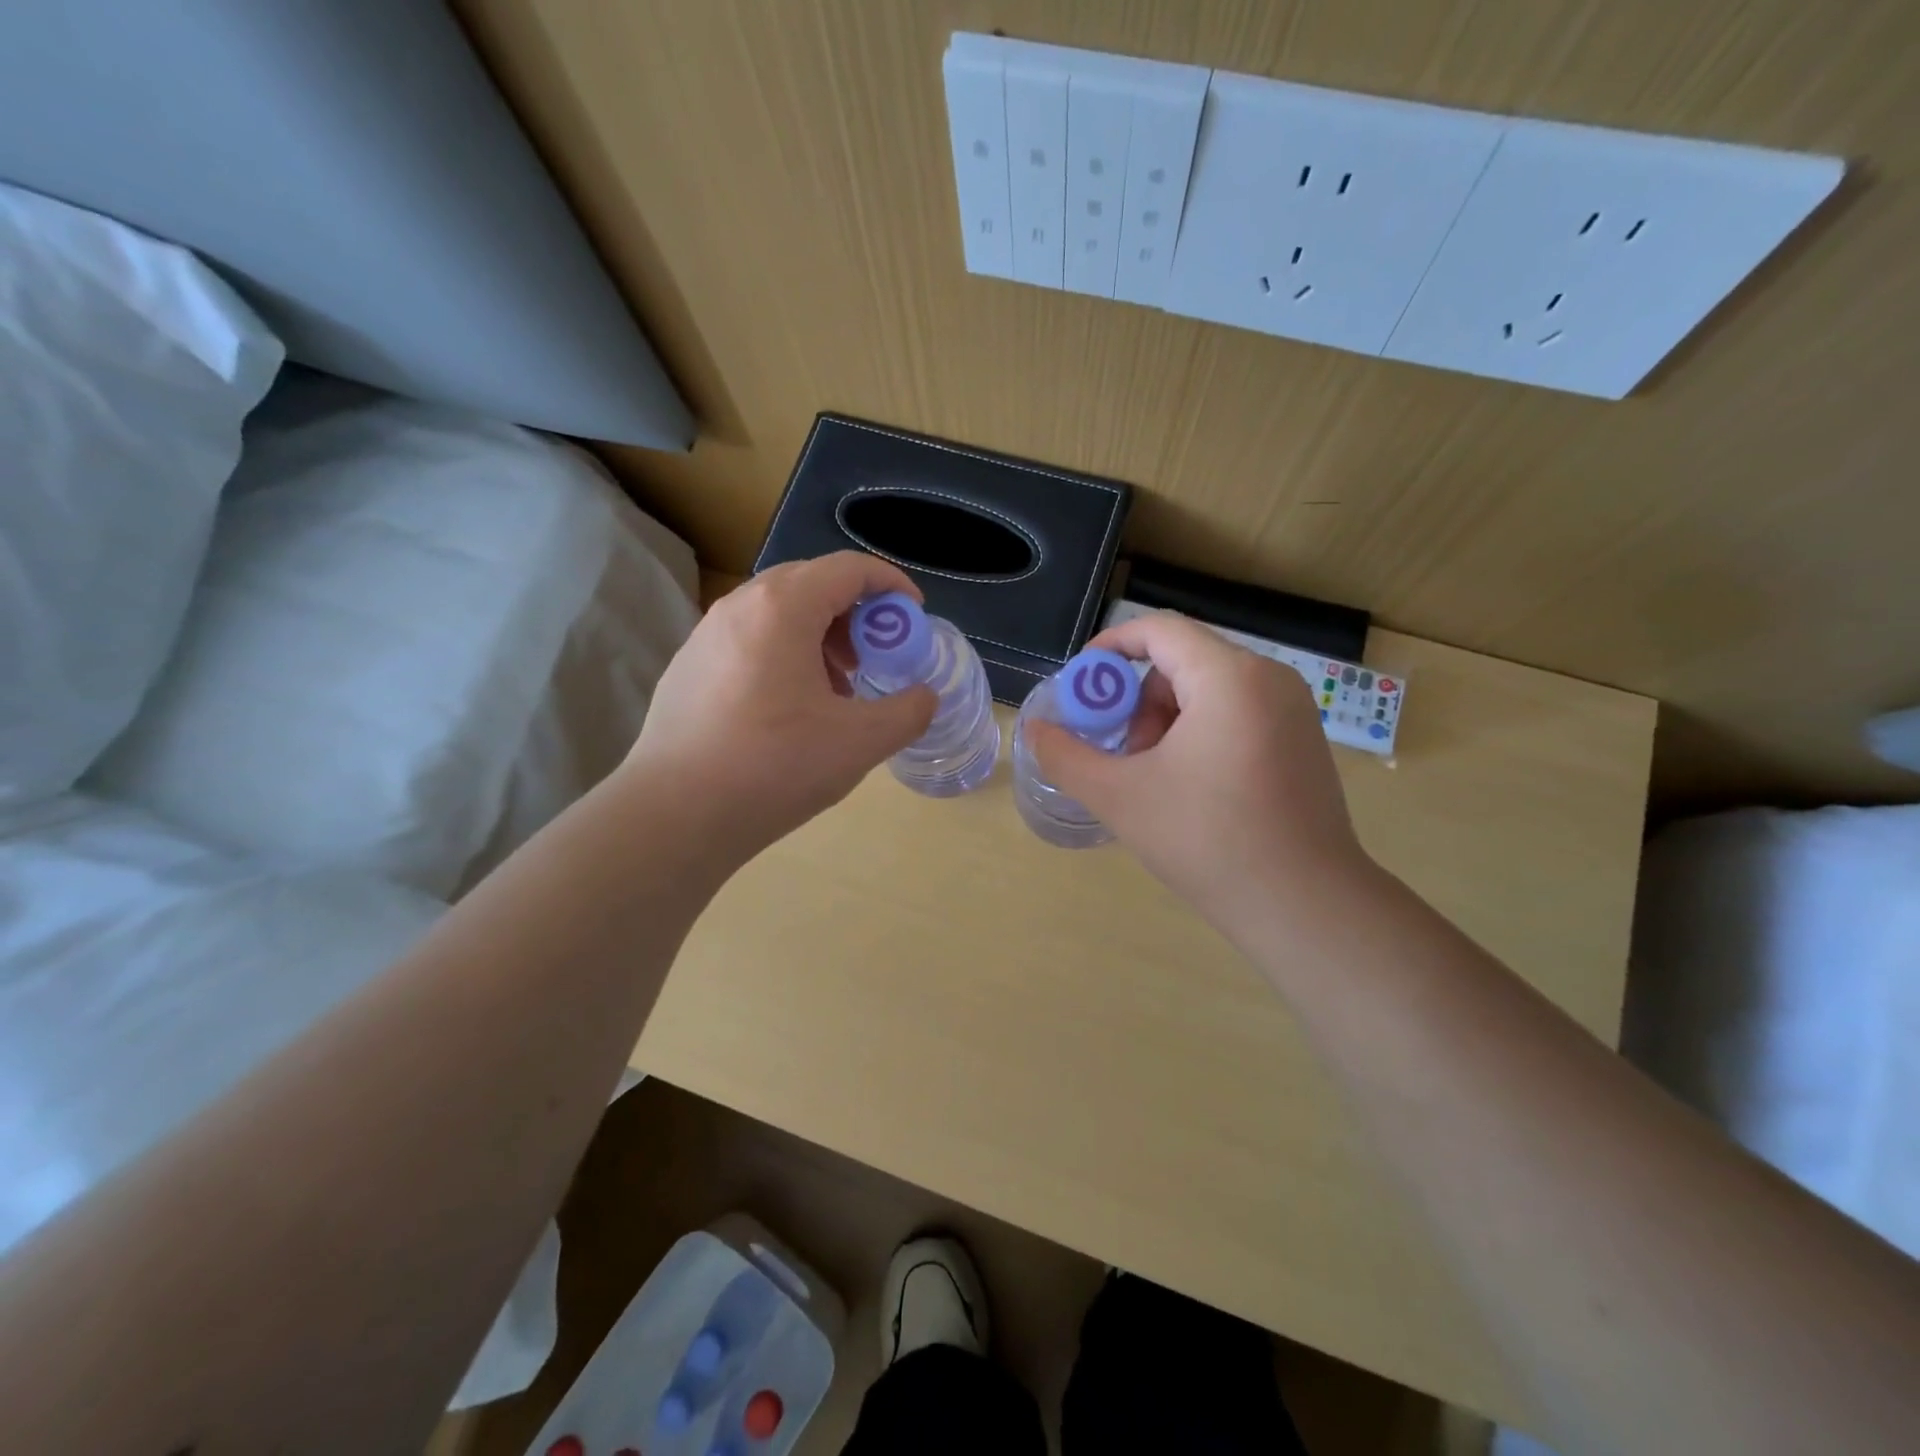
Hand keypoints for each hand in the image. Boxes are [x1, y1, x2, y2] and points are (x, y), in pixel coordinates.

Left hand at [624, 552, 936, 862]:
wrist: (676, 814)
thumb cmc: (774, 767)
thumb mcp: (860, 742)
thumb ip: (907, 712)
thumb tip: (924, 697)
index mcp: (783, 608)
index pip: (849, 568)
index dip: (892, 585)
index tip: (914, 617)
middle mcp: (740, 606)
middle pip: (812, 583)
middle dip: (855, 612)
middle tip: (876, 655)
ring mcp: (707, 635)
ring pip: (778, 612)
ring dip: (820, 634)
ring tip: (837, 686)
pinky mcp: (688, 667)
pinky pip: (750, 639)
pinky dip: (785, 653)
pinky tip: (791, 708)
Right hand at [1028, 611, 1373, 929]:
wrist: (1304, 906)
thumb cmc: (1207, 841)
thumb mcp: (1119, 797)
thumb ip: (1066, 756)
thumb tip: (1035, 731)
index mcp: (1229, 678)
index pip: (1159, 631)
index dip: (1110, 647)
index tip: (1081, 684)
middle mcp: (1269, 679)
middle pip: (1183, 662)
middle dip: (1140, 701)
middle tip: (1124, 754)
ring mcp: (1293, 710)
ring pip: (1209, 689)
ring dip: (1168, 720)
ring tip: (1157, 777)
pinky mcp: (1302, 740)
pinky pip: (1238, 712)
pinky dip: (1201, 732)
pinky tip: (1193, 787)